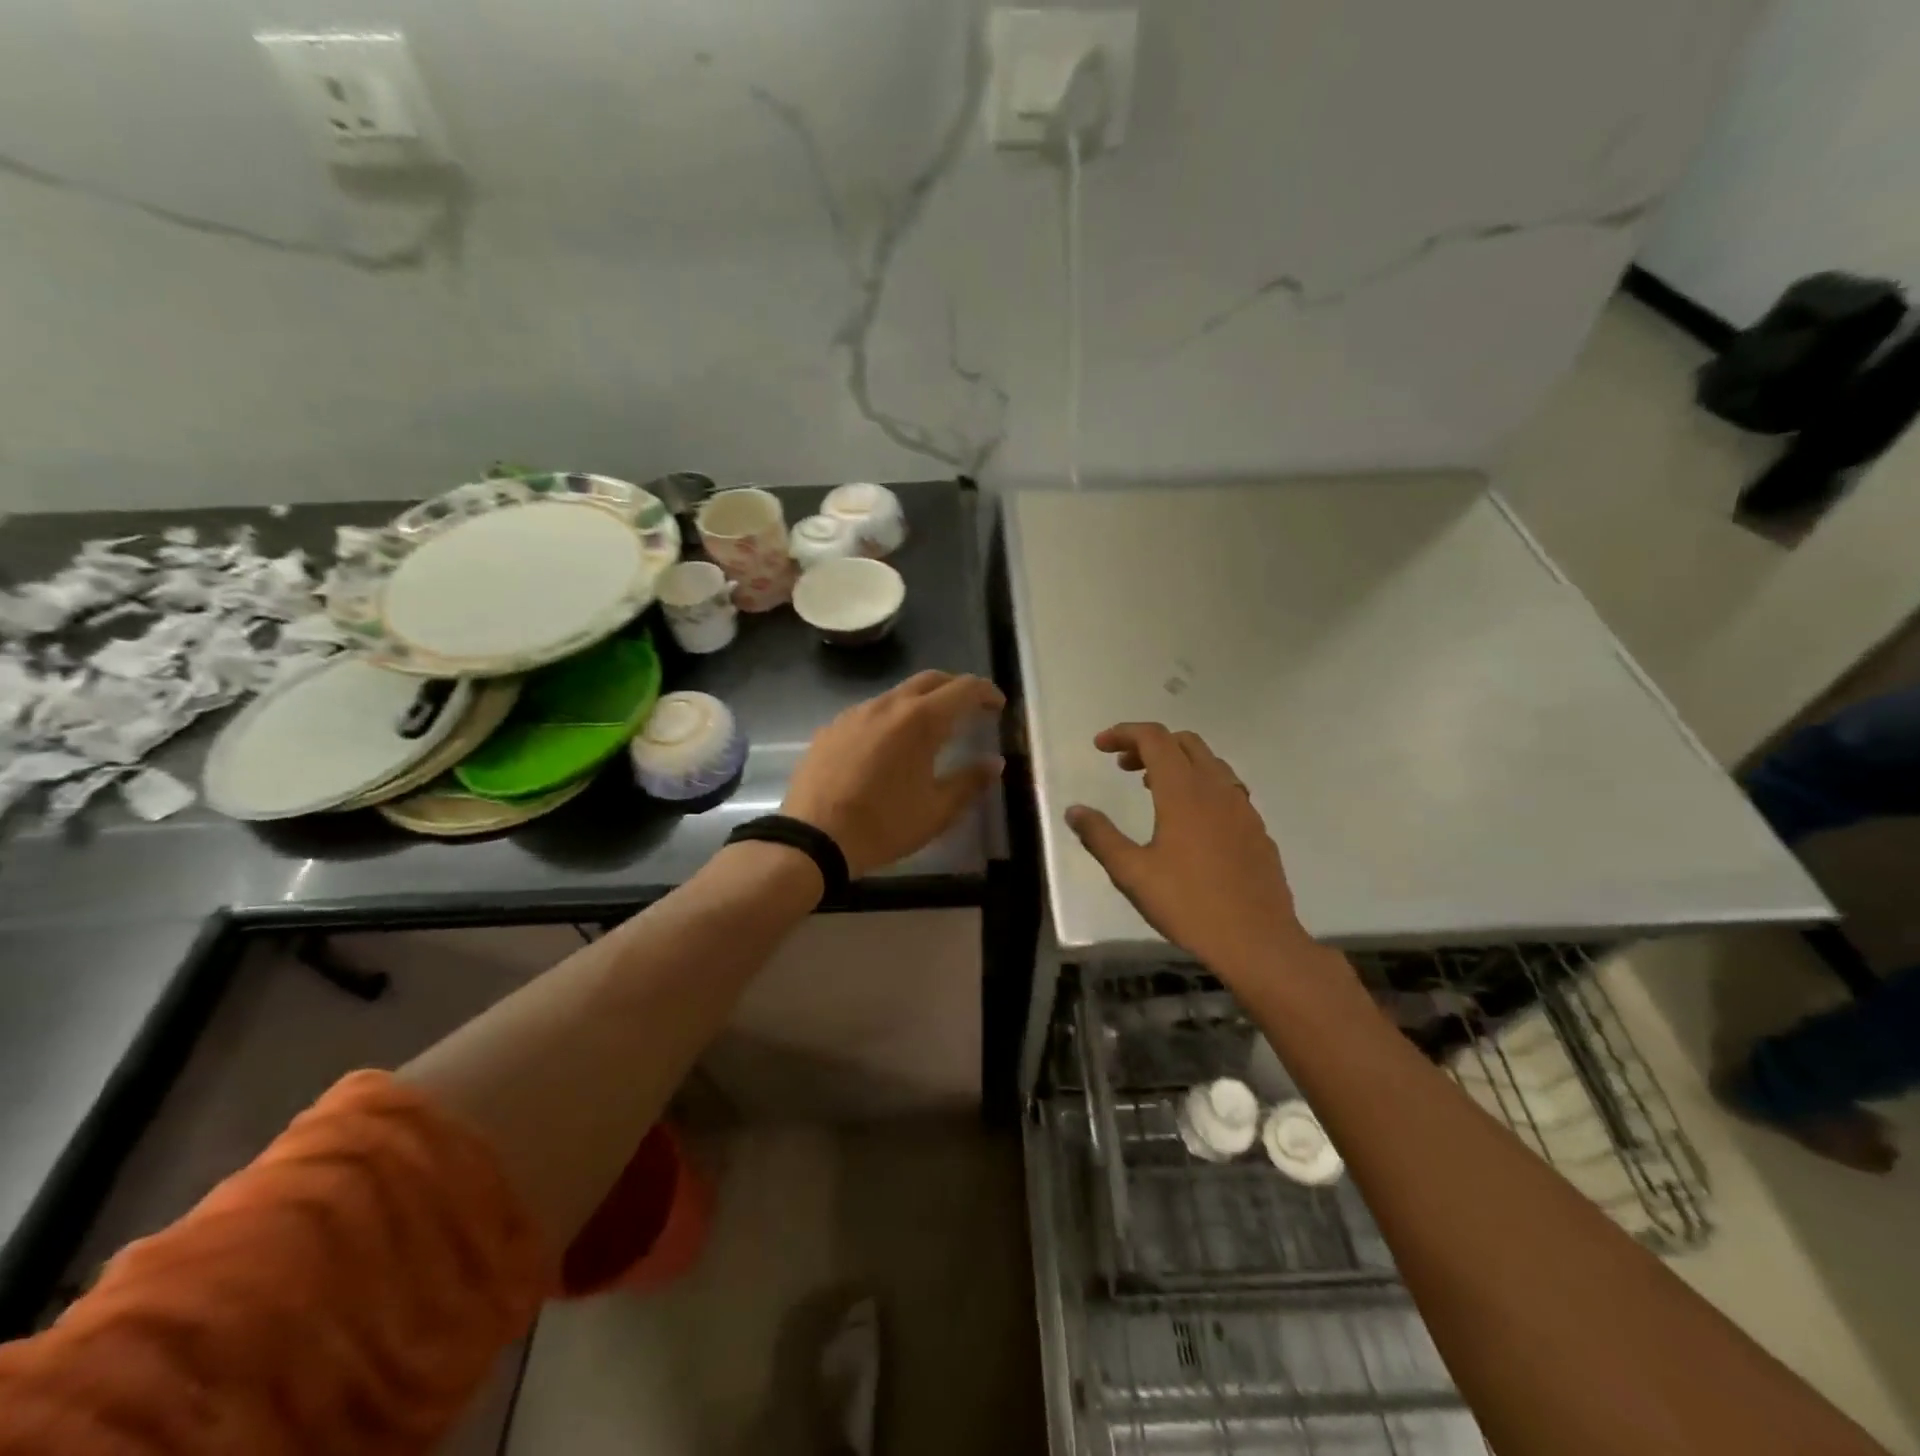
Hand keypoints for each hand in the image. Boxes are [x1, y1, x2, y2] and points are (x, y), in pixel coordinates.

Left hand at [784, 671, 1005, 876]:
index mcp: (920, 720)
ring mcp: (855, 713)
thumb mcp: (937, 811)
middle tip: (969, 708)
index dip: (986, 691)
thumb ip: (970, 782)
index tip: (997, 705)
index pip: (963, 689)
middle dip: (954, 688)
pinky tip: (888, 746)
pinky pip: (869, 712)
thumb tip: (994, 763)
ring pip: (897, 694)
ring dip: (920, 702)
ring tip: (929, 729)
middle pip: (930, 680)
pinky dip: (890, 718)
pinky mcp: (831, 728)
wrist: (812, 838)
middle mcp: (888, 705)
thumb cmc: (883, 825)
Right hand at [1067, 724, 1309, 976]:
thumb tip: (1074, 811)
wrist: (1257, 942)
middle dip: (1150, 744)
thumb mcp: (1132, 873)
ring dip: (1177, 763)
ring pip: (1210, 763)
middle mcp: (1217, 789)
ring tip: (1151, 789)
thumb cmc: (1189, 905)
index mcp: (1184, 792)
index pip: (1154, 738)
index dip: (1124, 733)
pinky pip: (1226, 788)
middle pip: (1184, 743)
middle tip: (1123, 766)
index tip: (1100, 746)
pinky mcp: (1257, 829)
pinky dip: (1200, 784)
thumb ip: (1100, 836)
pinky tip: (1190, 820)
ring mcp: (1243, 808)